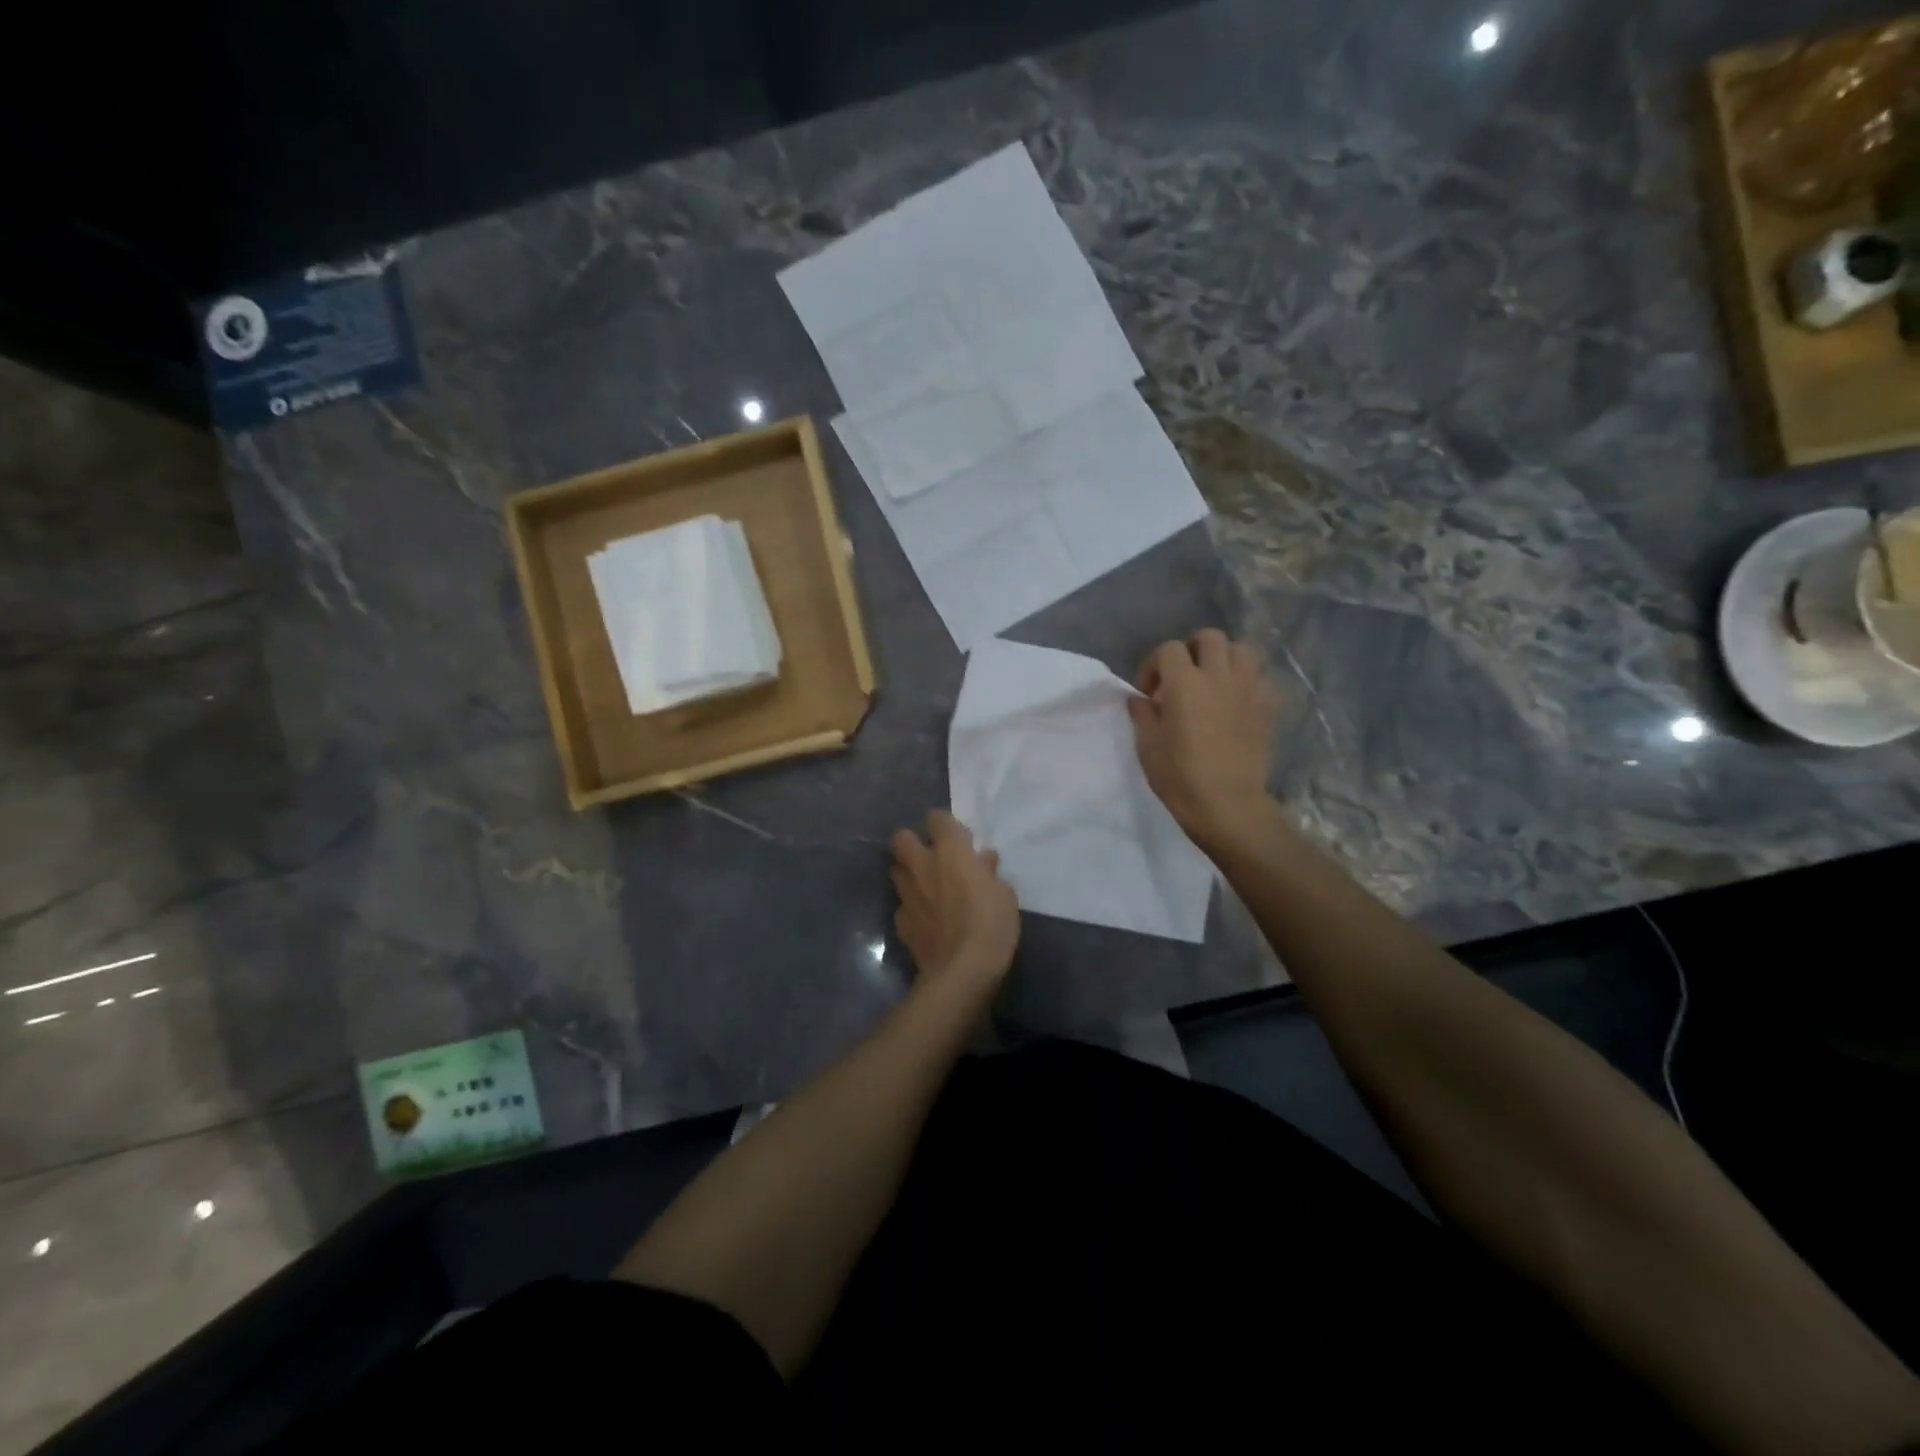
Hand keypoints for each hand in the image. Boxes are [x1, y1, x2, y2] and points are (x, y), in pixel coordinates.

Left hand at [889, 810, 1019, 985]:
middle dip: (912, 843)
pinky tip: (926, 920)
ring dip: (909, 874)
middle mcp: (922, 866)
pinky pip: (902, 905)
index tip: (959, 840)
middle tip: (932, 858)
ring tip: (927, 888)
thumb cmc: (991, 925)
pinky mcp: (900, 922)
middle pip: (901, 838)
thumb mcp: (1004, 894)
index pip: (937, 818)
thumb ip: (989, 872)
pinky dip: (912, 908)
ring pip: (896, 870)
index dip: (945, 826)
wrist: (961, 971)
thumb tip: (983, 860)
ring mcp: (907, 894)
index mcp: (950, 852)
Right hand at [1128, 629, 1282, 850]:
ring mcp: (1249, 688)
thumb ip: (1142, 713)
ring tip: (1214, 682)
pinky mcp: (1269, 706)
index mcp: (1184, 682)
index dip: (1154, 666)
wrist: (1227, 805)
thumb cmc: (1179, 776)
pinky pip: (1261, 677)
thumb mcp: (1147, 745)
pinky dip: (1248, 682)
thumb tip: (1141, 698)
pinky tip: (1237, 702)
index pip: (1169, 650)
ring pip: (1242, 650)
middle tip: (1183, 677)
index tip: (1148, 692)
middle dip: (1192, 650)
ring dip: (1225, 659)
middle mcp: (1219, 675)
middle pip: (1209, 638)